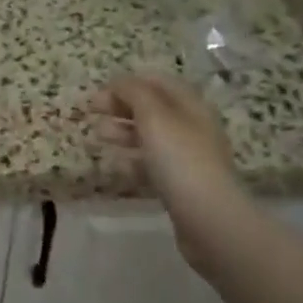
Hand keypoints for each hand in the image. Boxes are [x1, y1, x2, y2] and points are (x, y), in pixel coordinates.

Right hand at [90, 72, 241, 273]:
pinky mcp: (182, 185)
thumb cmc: (180, 159)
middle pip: (151, 108)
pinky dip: (134, 162)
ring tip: (99, 136)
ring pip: (150, 137)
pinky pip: (153, 165)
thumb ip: (132, 92)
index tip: (99, 92)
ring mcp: (188, 157)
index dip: (126, 82)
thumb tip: (117, 82)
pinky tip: (119, 167)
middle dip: (121, 106)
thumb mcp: (153, 115)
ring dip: (123, 132)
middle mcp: (191, 126)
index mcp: (189, 104)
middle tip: (92, 112)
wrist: (209, 220)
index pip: (156, 81)